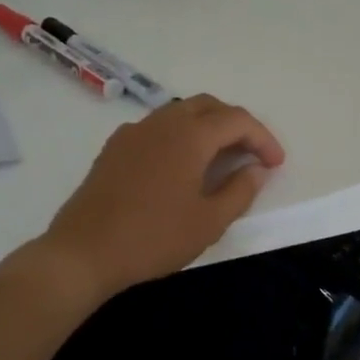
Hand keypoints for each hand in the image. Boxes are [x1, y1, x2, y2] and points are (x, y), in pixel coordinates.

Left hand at [39, 94, 285, 301]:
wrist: (84, 252)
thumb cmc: (154, 238)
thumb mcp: (209, 222)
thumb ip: (240, 191)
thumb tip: (256, 169)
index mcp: (189, 136)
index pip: (237, 120)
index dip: (263, 138)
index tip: (276, 164)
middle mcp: (161, 123)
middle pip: (208, 106)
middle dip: (236, 125)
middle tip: (252, 154)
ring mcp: (133, 132)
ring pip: (180, 113)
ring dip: (207, 128)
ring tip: (221, 159)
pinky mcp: (114, 148)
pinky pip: (157, 128)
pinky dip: (180, 136)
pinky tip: (181, 166)